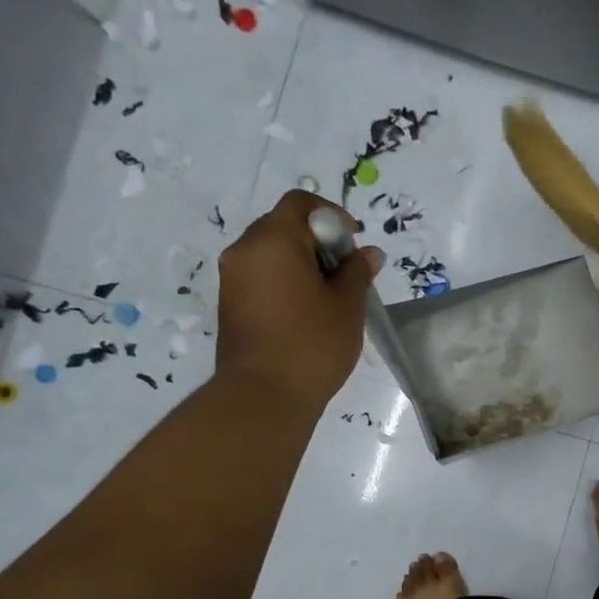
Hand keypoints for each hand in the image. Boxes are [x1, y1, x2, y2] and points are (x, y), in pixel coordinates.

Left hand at [215, 190, 383, 403]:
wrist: (263, 395)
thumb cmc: (312, 344)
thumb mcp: (347, 306)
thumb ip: (358, 272)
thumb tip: (368, 254)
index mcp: (273, 240)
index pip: (300, 203)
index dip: (331, 215)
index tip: (353, 242)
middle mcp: (244, 250)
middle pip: (283, 225)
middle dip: (317, 241)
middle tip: (345, 272)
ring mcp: (232, 278)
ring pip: (271, 252)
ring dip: (301, 262)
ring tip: (329, 295)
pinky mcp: (230, 303)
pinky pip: (261, 276)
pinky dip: (285, 280)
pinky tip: (307, 311)